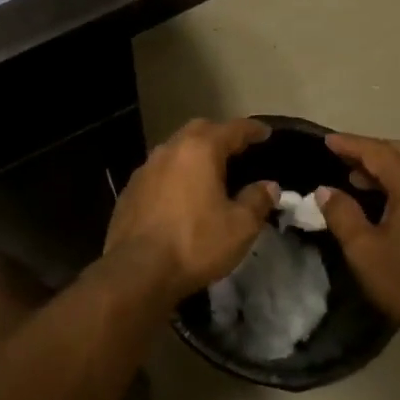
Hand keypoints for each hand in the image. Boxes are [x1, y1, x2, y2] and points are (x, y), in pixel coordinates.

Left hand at [105, 119, 278, 301]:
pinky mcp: (130, 190)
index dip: (252, 129)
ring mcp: (145, 168)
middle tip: (237, 148)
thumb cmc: (195, 243)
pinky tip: (181, 194)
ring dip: (194, 154)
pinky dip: (175, 174)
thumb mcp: (240, 227)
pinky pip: (159, 171)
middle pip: (199, 131)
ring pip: (175, 149)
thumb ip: (257, 201)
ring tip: (209, 171)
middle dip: (220, 135)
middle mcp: (169, 150)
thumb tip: (269, 186)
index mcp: (199, 150)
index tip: (266, 132)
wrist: (137, 270)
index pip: (232, 129)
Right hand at [317, 133, 399, 366]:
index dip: (350, 144)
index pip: (378, 152)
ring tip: (356, 180)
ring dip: (387, 169)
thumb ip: (342, 213)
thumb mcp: (363, 250)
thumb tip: (326, 190)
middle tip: (340, 155)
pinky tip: (388, 204)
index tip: (326, 140)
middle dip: (369, 151)